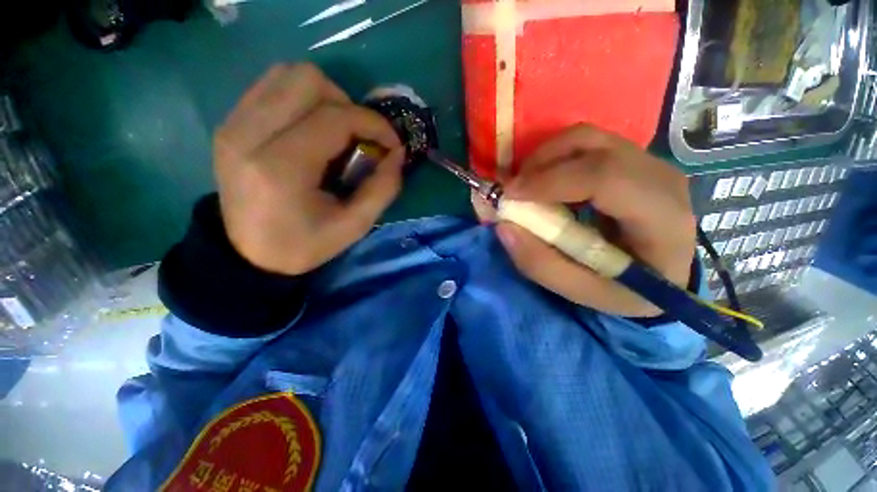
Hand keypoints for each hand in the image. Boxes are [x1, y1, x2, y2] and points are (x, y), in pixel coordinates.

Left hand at [214, 63, 404, 274]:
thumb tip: (398, 154)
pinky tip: (311, 130)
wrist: (248, 254)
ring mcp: (233, 124)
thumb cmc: (304, 244)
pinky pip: (271, 86)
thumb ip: (383, 189)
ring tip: (335, 132)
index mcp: (281, 168)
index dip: (374, 124)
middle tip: (358, 138)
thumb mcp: (354, 226)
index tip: (391, 144)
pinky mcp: (229, 123)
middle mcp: (249, 134)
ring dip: (324, 98)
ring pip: (287, 74)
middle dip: (347, 105)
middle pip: (308, 80)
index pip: (335, 117)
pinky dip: (301, 99)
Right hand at [473, 125, 695, 316]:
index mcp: (662, 218)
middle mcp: (661, 178)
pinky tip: (546, 183)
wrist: (663, 275)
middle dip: (540, 163)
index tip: (510, 195)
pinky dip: (556, 158)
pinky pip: (587, 145)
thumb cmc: (626, 290)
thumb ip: (540, 264)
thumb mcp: (581, 291)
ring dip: (546, 158)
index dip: (551, 181)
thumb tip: (504, 226)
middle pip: (592, 145)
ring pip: (587, 138)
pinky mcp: (633, 159)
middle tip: (513, 191)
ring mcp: (649, 162)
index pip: (605, 177)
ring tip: (526, 186)